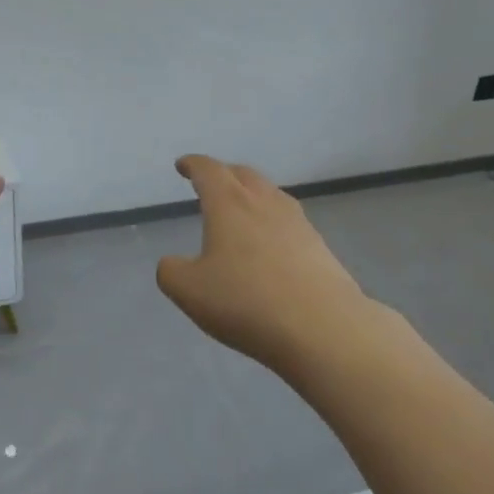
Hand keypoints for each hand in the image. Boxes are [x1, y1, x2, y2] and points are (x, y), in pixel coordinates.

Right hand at [156, 155, 368, 376]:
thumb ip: (171, 272)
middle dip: (224, 174)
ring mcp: (297, 223)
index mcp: (229, 204)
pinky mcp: (319, 247)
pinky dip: (272, 222)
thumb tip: (172, 263)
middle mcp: (265, 203)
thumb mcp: (189, 291)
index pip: (209, 171)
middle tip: (211, 183)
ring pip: (271, 195)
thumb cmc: (246, 301)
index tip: (183, 166)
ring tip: (241, 210)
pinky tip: (270, 244)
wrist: (322, 327)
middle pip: (243, 175)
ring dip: (252, 194)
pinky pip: (289, 221)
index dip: (193, 165)